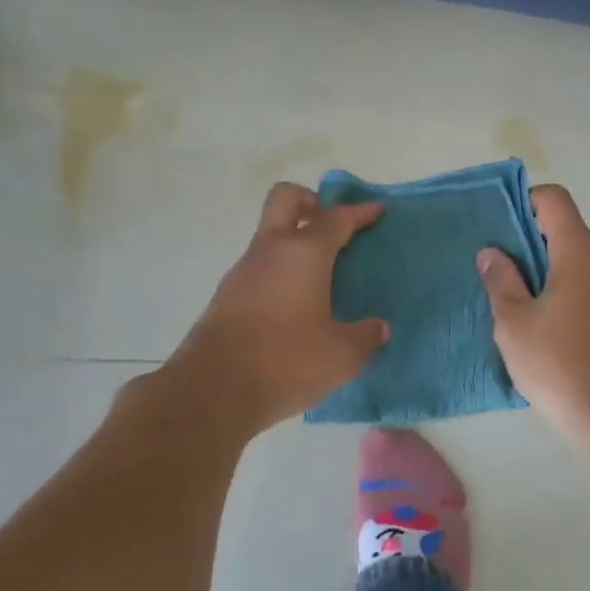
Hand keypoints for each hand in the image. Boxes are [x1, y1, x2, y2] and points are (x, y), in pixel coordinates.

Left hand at [165, 183, 388, 434]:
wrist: (212, 391)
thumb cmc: (285, 362)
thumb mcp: (341, 356)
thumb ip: (364, 337)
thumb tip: (377, 328)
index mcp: (304, 254)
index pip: (336, 219)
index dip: (359, 211)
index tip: (376, 210)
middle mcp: (270, 252)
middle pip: (286, 199)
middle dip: (311, 201)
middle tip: (333, 227)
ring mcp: (242, 272)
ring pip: (269, 236)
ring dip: (294, 243)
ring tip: (320, 277)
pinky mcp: (225, 297)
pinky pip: (259, 269)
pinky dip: (280, 273)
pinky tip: (295, 306)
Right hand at [477, 185, 589, 444]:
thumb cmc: (561, 366)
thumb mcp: (515, 324)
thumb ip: (501, 280)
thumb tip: (492, 252)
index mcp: (580, 255)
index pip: (555, 200)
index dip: (524, 200)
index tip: (498, 226)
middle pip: (564, 231)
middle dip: (526, 242)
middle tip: (493, 267)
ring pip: (574, 262)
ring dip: (543, 271)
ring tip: (511, 300)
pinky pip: (586, 287)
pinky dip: (561, 292)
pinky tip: (540, 325)